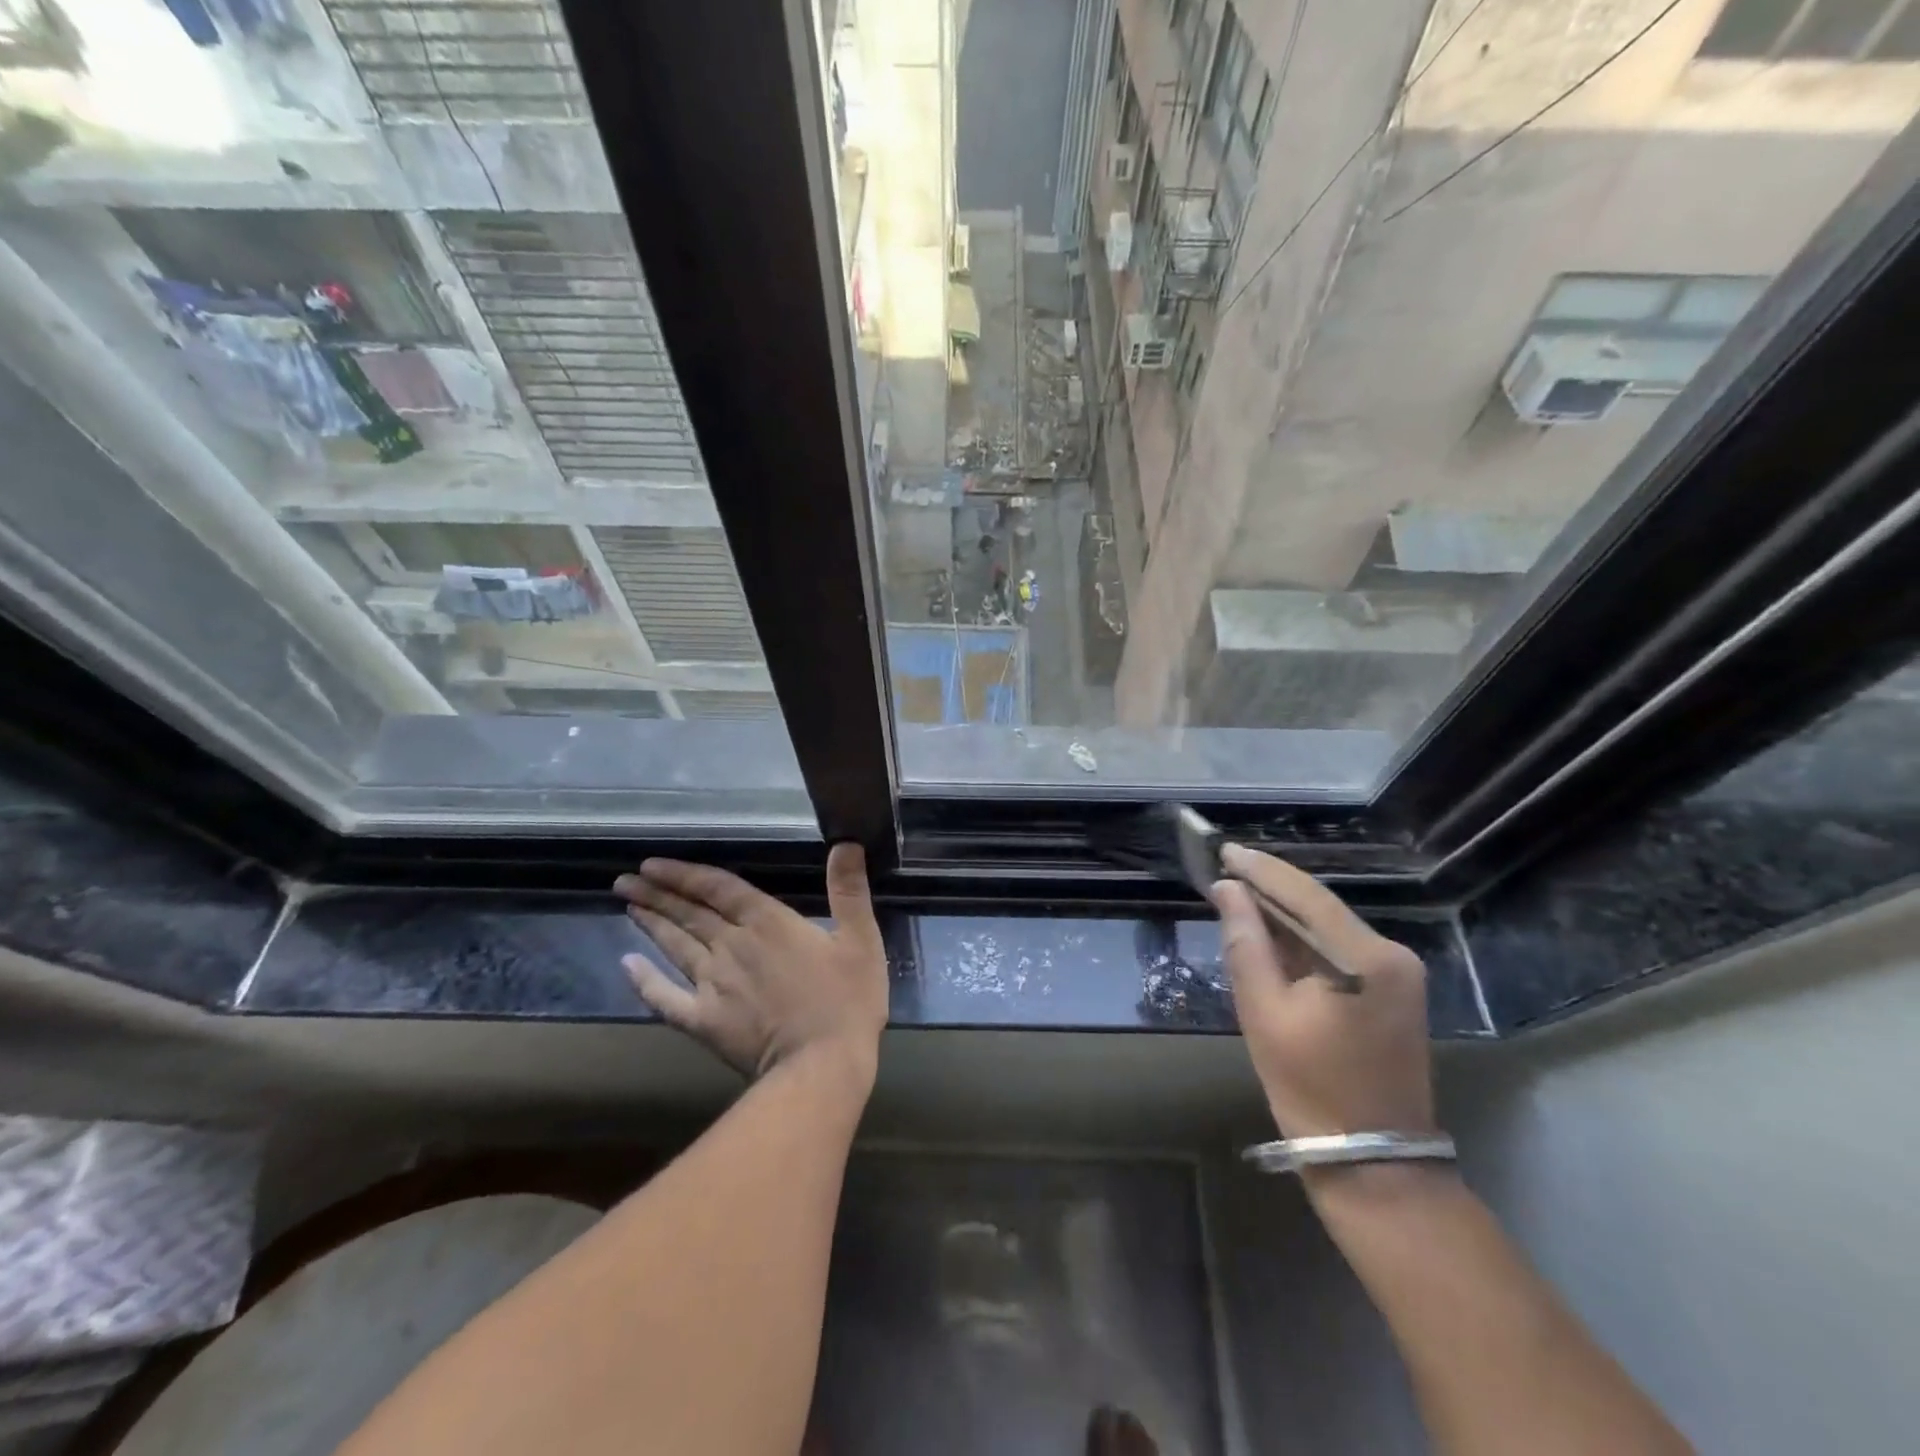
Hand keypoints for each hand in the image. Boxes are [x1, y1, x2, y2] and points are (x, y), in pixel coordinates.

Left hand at [614, 844, 887, 1080]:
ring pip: (675, 946)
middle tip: (624, 881)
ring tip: (629, 905)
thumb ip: (849, 890)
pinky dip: (644, 982)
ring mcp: (712, 984)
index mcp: (767, 922)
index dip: (684, 874)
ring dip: (651, 924)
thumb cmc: (846, 1000)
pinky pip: (665, 998)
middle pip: (688, 913)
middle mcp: (731, 945)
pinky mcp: (704, 1020)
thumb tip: (846, 843)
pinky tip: (627, 966)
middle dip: (656, 894)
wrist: (821, 1065)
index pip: (717, 888)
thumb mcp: (861, 938)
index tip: (652, 864)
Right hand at [1211, 843, 1436, 1142]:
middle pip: (1319, 906)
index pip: (1305, 895)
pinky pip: (1339, 948)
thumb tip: (1228, 890)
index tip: (1223, 849)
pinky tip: (1270, 931)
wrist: (1375, 1162)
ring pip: (1328, 926)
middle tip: (1224, 869)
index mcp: (1364, 959)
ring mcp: (1399, 973)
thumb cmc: (1311, 1088)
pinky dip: (1303, 939)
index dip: (1261, 870)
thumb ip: (1245, 943)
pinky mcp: (1394, 990)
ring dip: (1284, 913)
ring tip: (1238, 893)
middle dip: (1270, 888)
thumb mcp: (1264, 1013)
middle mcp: (1391, 954)